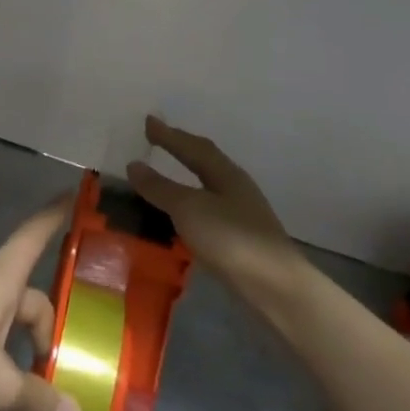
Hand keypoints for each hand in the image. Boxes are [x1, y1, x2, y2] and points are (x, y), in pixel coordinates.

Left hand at [0, 202, 82, 410]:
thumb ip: (37, 398)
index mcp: (1, 281)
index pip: (33, 238)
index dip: (53, 218)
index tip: (71, 192)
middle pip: (25, 300)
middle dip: (42, 334)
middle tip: (55, 372)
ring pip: (1, 328)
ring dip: (17, 359)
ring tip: (30, 405)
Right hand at [126, 116, 309, 307]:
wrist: (275, 288)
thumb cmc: (231, 238)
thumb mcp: (188, 208)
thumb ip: (160, 187)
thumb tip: (134, 165)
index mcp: (225, 173)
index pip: (193, 146)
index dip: (170, 134)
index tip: (148, 121)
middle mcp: (235, 188)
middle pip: (205, 162)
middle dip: (181, 149)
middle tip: (157, 140)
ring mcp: (241, 215)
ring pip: (207, 186)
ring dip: (185, 178)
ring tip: (163, 176)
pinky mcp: (240, 240)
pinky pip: (207, 210)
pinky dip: (189, 205)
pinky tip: (180, 216)